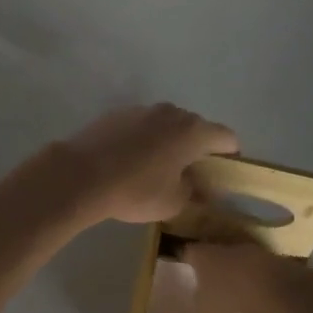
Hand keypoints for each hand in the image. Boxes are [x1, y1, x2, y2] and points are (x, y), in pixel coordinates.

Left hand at [60, 103, 238, 224]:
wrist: (81, 174)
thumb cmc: (135, 189)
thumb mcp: (173, 202)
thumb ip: (195, 192)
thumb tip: (201, 187)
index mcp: (193, 131)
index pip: (227, 137)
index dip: (230, 157)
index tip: (223, 177)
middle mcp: (171, 112)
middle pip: (197, 127)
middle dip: (198, 149)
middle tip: (191, 177)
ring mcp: (143, 109)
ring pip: (167, 124)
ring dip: (170, 142)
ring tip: (159, 169)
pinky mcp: (117, 113)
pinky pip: (143, 125)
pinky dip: (145, 139)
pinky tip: (131, 162)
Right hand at [179, 240, 301, 312]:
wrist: (278, 295)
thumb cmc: (231, 304)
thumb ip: (200, 306)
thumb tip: (201, 302)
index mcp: (203, 256)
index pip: (189, 252)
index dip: (188, 261)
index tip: (187, 270)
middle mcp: (226, 247)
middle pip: (217, 253)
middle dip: (217, 268)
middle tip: (215, 285)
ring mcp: (255, 251)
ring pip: (242, 261)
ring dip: (241, 274)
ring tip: (242, 294)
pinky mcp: (278, 261)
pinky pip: (264, 272)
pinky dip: (262, 282)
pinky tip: (264, 298)